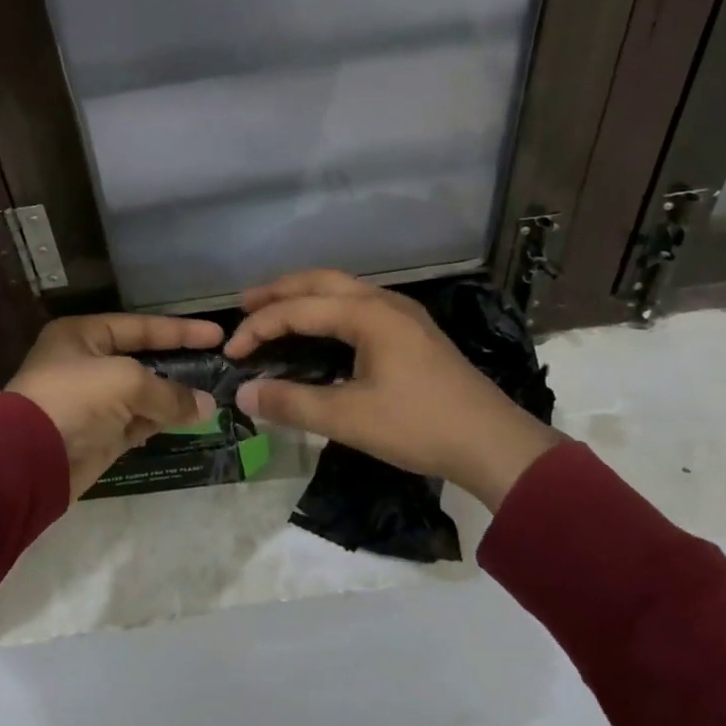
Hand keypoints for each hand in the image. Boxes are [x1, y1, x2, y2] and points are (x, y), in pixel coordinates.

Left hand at [6, 313, 222, 500]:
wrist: (28, 462)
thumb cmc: (74, 400)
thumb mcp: (125, 382)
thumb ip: (169, 392)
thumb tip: (206, 406)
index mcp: (83, 335)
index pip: (141, 327)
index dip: (179, 330)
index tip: (217, 335)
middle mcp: (87, 363)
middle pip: (143, 359)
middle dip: (179, 364)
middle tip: (218, 366)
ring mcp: (93, 401)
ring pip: (143, 394)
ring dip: (173, 397)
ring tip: (212, 397)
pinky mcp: (99, 435)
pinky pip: (138, 422)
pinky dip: (161, 421)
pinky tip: (189, 421)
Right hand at [224, 270, 561, 510]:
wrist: (494, 444)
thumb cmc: (420, 426)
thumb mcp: (349, 419)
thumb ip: (292, 403)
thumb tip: (244, 394)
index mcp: (368, 314)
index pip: (299, 309)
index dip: (259, 327)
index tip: (231, 352)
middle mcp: (384, 302)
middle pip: (320, 281)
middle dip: (279, 291)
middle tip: (244, 306)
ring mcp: (403, 314)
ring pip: (342, 289)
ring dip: (305, 296)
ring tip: (275, 311)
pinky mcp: (413, 331)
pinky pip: (358, 304)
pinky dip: (328, 308)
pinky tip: (321, 329)